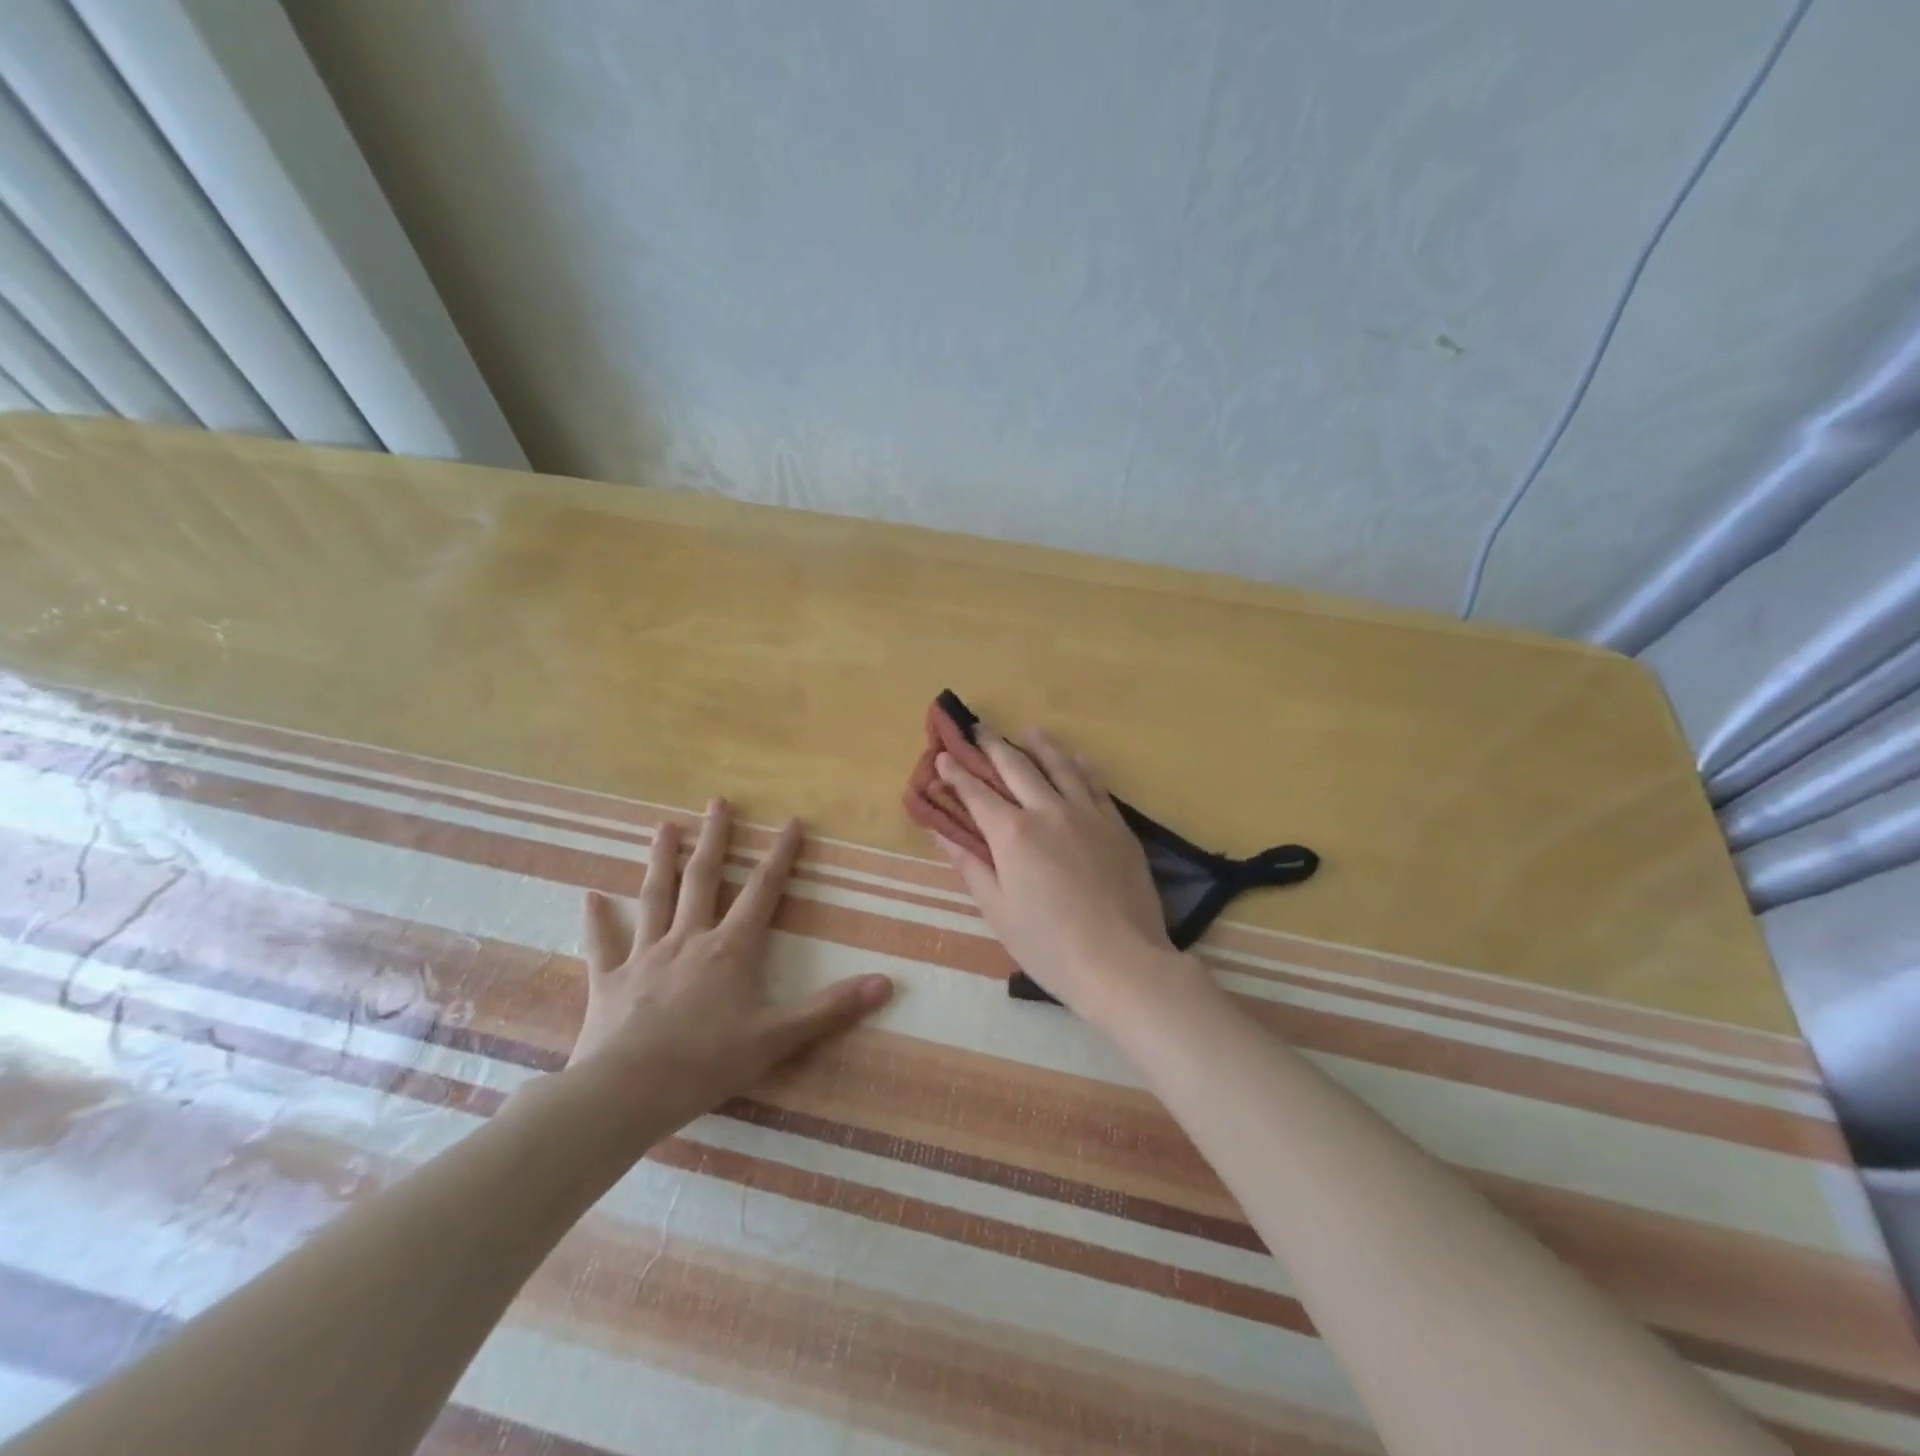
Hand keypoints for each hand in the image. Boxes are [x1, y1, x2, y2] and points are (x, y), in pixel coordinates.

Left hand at [568, 799, 893, 1127]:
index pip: (763, 890)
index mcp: (731, 949)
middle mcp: (688, 939)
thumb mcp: (777, 1038)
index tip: (791, 821)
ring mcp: (645, 956)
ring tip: (664, 827)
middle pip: (703, 879)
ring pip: (654, 897)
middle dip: (715, 839)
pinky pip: (603, 944)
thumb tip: (887, 983)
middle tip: (718, 802)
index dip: (781, 855)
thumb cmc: (706, 1063)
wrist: (625, 1093)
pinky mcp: (609, 981)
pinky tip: (590, 896)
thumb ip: (830, 1008)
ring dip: (660, 861)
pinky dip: (597, 920)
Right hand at [931, 729, 1211, 1030]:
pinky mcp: (1117, 826)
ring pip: (1060, 766)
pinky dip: (1082, 767)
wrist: (1122, 962)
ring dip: (1040, 746)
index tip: (943, 757)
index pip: (977, 794)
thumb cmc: (1049, 946)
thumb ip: (970, 866)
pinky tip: (1077, 758)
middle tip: (978, 729)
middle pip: (1016, 767)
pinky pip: (1096, 785)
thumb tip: (942, 834)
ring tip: (1029, 731)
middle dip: (993, 746)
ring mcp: (1087, 815)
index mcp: (1013, 834)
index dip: (956, 774)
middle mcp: (1048, 811)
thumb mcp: (998, 911)